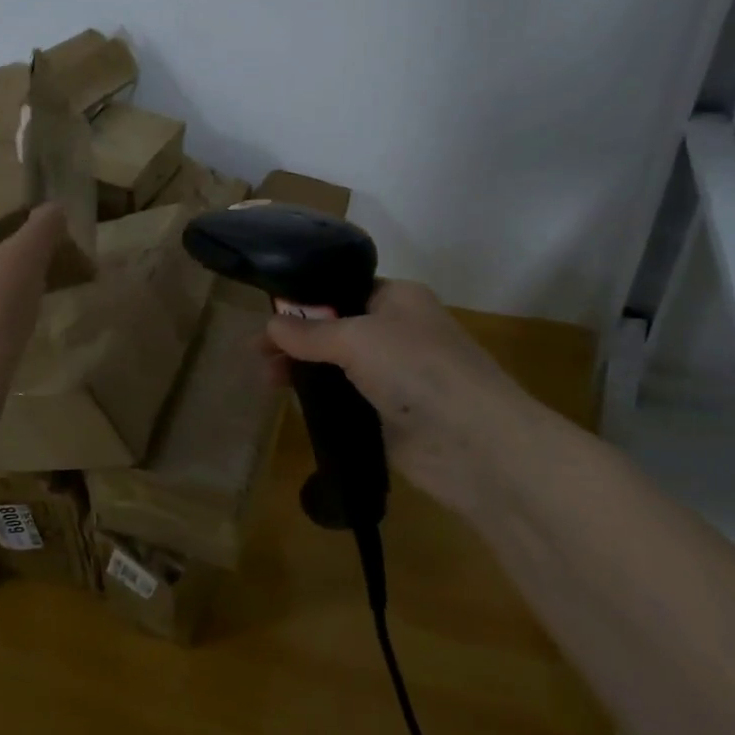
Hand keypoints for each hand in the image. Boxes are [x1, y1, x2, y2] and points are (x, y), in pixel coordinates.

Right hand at [263, 280, 577, 512]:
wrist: (475, 444)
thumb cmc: (417, 370)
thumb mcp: (356, 339)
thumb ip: (310, 332)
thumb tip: (271, 325)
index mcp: (398, 299)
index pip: (342, 290)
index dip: (304, 302)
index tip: (267, 318)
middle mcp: (397, 333)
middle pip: (335, 329)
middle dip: (296, 340)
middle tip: (258, 356)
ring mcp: (395, 377)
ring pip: (338, 367)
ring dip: (303, 371)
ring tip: (267, 382)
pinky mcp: (390, 416)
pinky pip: (347, 401)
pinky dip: (321, 402)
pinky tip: (293, 405)